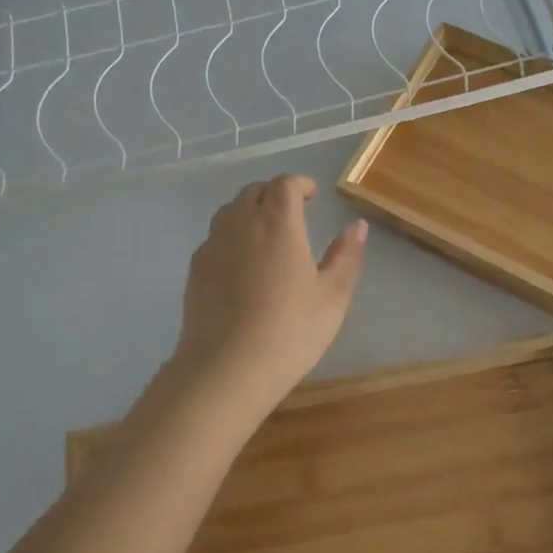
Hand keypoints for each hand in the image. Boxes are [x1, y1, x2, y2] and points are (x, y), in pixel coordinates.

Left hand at [169, 175, 367, 407]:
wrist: (226, 368)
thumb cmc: (289, 331)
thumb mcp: (332, 296)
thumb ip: (346, 256)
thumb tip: (357, 225)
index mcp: (278, 223)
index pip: (285, 184)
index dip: (300, 183)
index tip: (312, 194)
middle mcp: (241, 223)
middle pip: (254, 191)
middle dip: (274, 193)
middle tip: (292, 210)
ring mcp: (213, 245)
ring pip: (229, 211)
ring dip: (249, 210)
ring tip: (265, 231)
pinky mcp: (195, 269)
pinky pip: (214, 237)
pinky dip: (230, 235)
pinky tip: (240, 262)